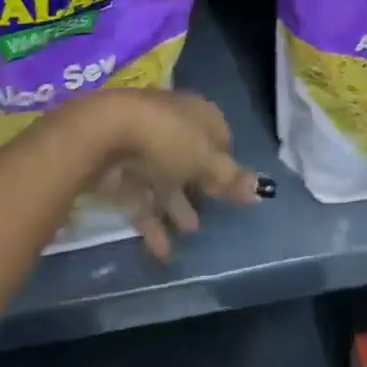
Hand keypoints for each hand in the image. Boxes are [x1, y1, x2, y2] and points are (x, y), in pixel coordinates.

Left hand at [76, 89, 265, 259]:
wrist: (105, 135)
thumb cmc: (167, 139)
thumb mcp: (206, 159)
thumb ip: (230, 178)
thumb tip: (260, 190)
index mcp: (198, 114)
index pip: (220, 137)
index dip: (227, 164)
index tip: (233, 191)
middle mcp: (174, 127)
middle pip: (192, 160)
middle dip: (201, 188)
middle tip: (213, 216)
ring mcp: (146, 148)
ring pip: (167, 181)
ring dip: (178, 207)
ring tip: (191, 233)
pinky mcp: (122, 172)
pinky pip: (143, 199)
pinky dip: (153, 223)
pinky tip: (163, 251)